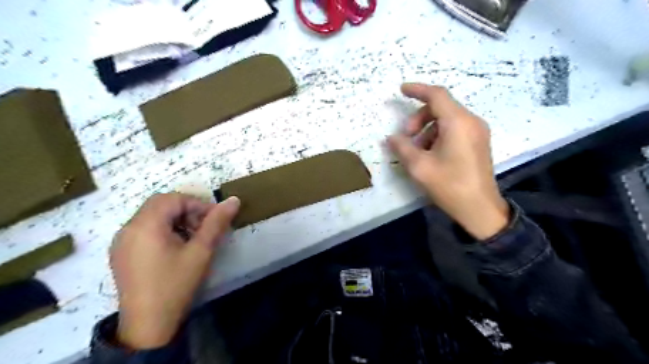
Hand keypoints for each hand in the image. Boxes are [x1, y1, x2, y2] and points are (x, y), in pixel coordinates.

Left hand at [110, 193, 238, 348]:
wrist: (148, 324)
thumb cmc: (176, 284)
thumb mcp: (201, 251)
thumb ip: (216, 223)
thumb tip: (234, 200)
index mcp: (145, 225)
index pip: (174, 199)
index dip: (198, 205)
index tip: (214, 220)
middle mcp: (128, 228)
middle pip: (161, 204)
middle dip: (187, 211)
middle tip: (203, 229)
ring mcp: (122, 241)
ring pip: (152, 216)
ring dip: (176, 220)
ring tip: (192, 239)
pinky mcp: (121, 253)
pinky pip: (144, 229)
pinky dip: (163, 230)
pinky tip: (176, 248)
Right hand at [387, 82, 509, 240]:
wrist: (480, 208)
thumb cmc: (449, 185)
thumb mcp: (419, 167)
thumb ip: (402, 148)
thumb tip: (391, 138)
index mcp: (458, 122)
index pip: (436, 95)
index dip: (417, 90)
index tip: (401, 90)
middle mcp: (471, 121)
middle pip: (441, 107)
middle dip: (419, 117)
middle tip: (406, 136)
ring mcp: (477, 131)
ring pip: (447, 118)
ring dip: (427, 128)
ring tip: (416, 150)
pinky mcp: (478, 142)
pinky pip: (455, 129)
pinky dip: (438, 135)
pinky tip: (430, 153)